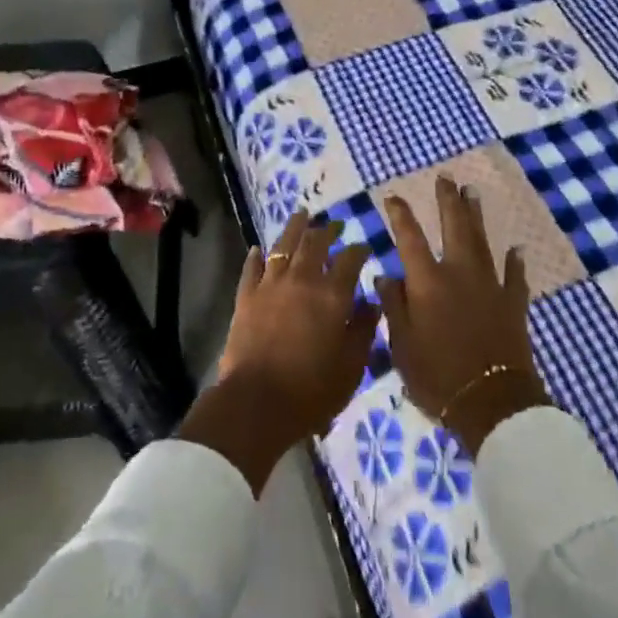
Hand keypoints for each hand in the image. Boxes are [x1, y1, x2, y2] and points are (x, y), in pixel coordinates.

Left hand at [179, 213, 379, 493]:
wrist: (257, 402)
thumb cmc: (311, 390)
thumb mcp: (351, 367)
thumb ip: (364, 330)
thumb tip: (371, 302)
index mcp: (333, 295)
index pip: (350, 259)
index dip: (359, 250)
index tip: (364, 247)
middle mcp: (302, 279)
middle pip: (315, 243)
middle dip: (327, 230)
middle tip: (334, 226)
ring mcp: (271, 285)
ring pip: (283, 245)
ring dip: (294, 228)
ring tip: (301, 215)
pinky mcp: (246, 296)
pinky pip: (251, 268)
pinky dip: (256, 256)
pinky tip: (258, 248)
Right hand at [376, 176, 549, 455]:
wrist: (492, 403)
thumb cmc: (437, 376)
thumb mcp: (401, 346)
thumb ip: (394, 307)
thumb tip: (386, 276)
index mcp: (427, 282)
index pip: (409, 238)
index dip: (400, 215)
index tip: (393, 197)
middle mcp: (458, 273)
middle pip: (453, 227)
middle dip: (447, 201)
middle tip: (446, 178)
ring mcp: (490, 285)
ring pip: (482, 241)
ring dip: (476, 216)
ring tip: (472, 194)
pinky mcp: (513, 303)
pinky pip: (514, 276)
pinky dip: (514, 262)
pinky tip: (515, 249)